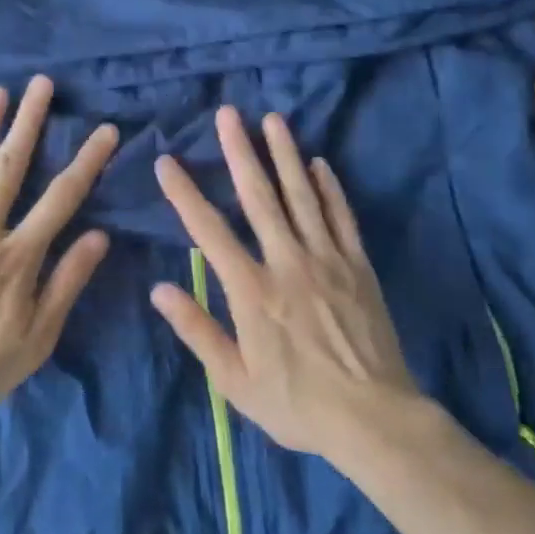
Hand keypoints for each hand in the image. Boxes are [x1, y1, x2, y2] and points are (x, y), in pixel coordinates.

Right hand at [151, 107, 417, 459]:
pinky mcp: (358, 266)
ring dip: (285, 155)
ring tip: (273, 120)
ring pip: (302, 196)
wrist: (374, 419)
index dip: (185, 194)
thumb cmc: (297, 404)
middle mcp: (287, 262)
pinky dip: (330, 188)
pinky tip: (319, 163)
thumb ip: (197, 330)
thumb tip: (159, 289)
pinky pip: (341, 217)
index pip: (209, 231)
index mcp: (252, 290)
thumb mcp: (235, 381)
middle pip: (260, 197)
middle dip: (240, 152)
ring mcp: (327, 259)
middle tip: (228, 114)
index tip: (167, 161)